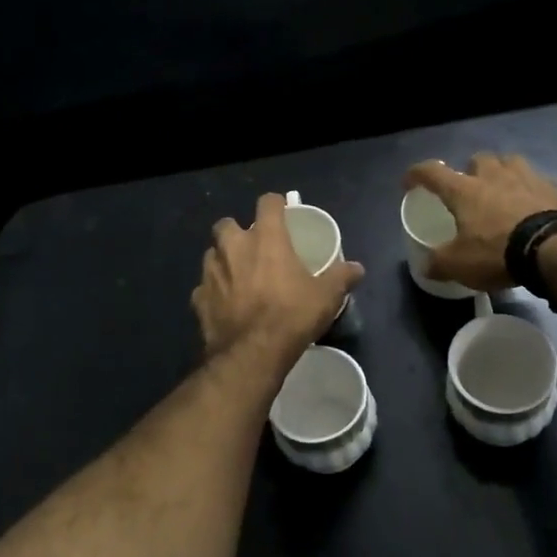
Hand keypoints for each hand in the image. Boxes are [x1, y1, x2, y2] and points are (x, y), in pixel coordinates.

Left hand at [193, 194, 364, 360]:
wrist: (252, 354)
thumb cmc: (292, 316)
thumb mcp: (326, 296)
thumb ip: (341, 277)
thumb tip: (358, 268)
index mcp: (266, 238)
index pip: (267, 203)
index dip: (275, 204)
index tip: (282, 211)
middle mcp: (233, 247)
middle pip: (227, 224)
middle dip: (237, 231)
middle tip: (253, 246)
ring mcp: (211, 273)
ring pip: (212, 254)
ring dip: (223, 260)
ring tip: (238, 275)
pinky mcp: (198, 299)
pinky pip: (204, 288)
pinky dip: (214, 292)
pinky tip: (225, 304)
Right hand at [403, 154, 556, 290]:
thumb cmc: (499, 252)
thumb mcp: (460, 265)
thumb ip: (438, 263)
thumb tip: (425, 266)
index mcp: (465, 190)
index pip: (432, 172)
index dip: (417, 174)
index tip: (409, 182)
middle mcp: (494, 175)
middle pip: (478, 160)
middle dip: (471, 171)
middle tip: (470, 189)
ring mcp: (528, 178)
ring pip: (510, 163)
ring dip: (502, 173)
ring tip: (502, 192)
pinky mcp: (555, 188)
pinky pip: (537, 182)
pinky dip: (530, 191)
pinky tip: (532, 208)